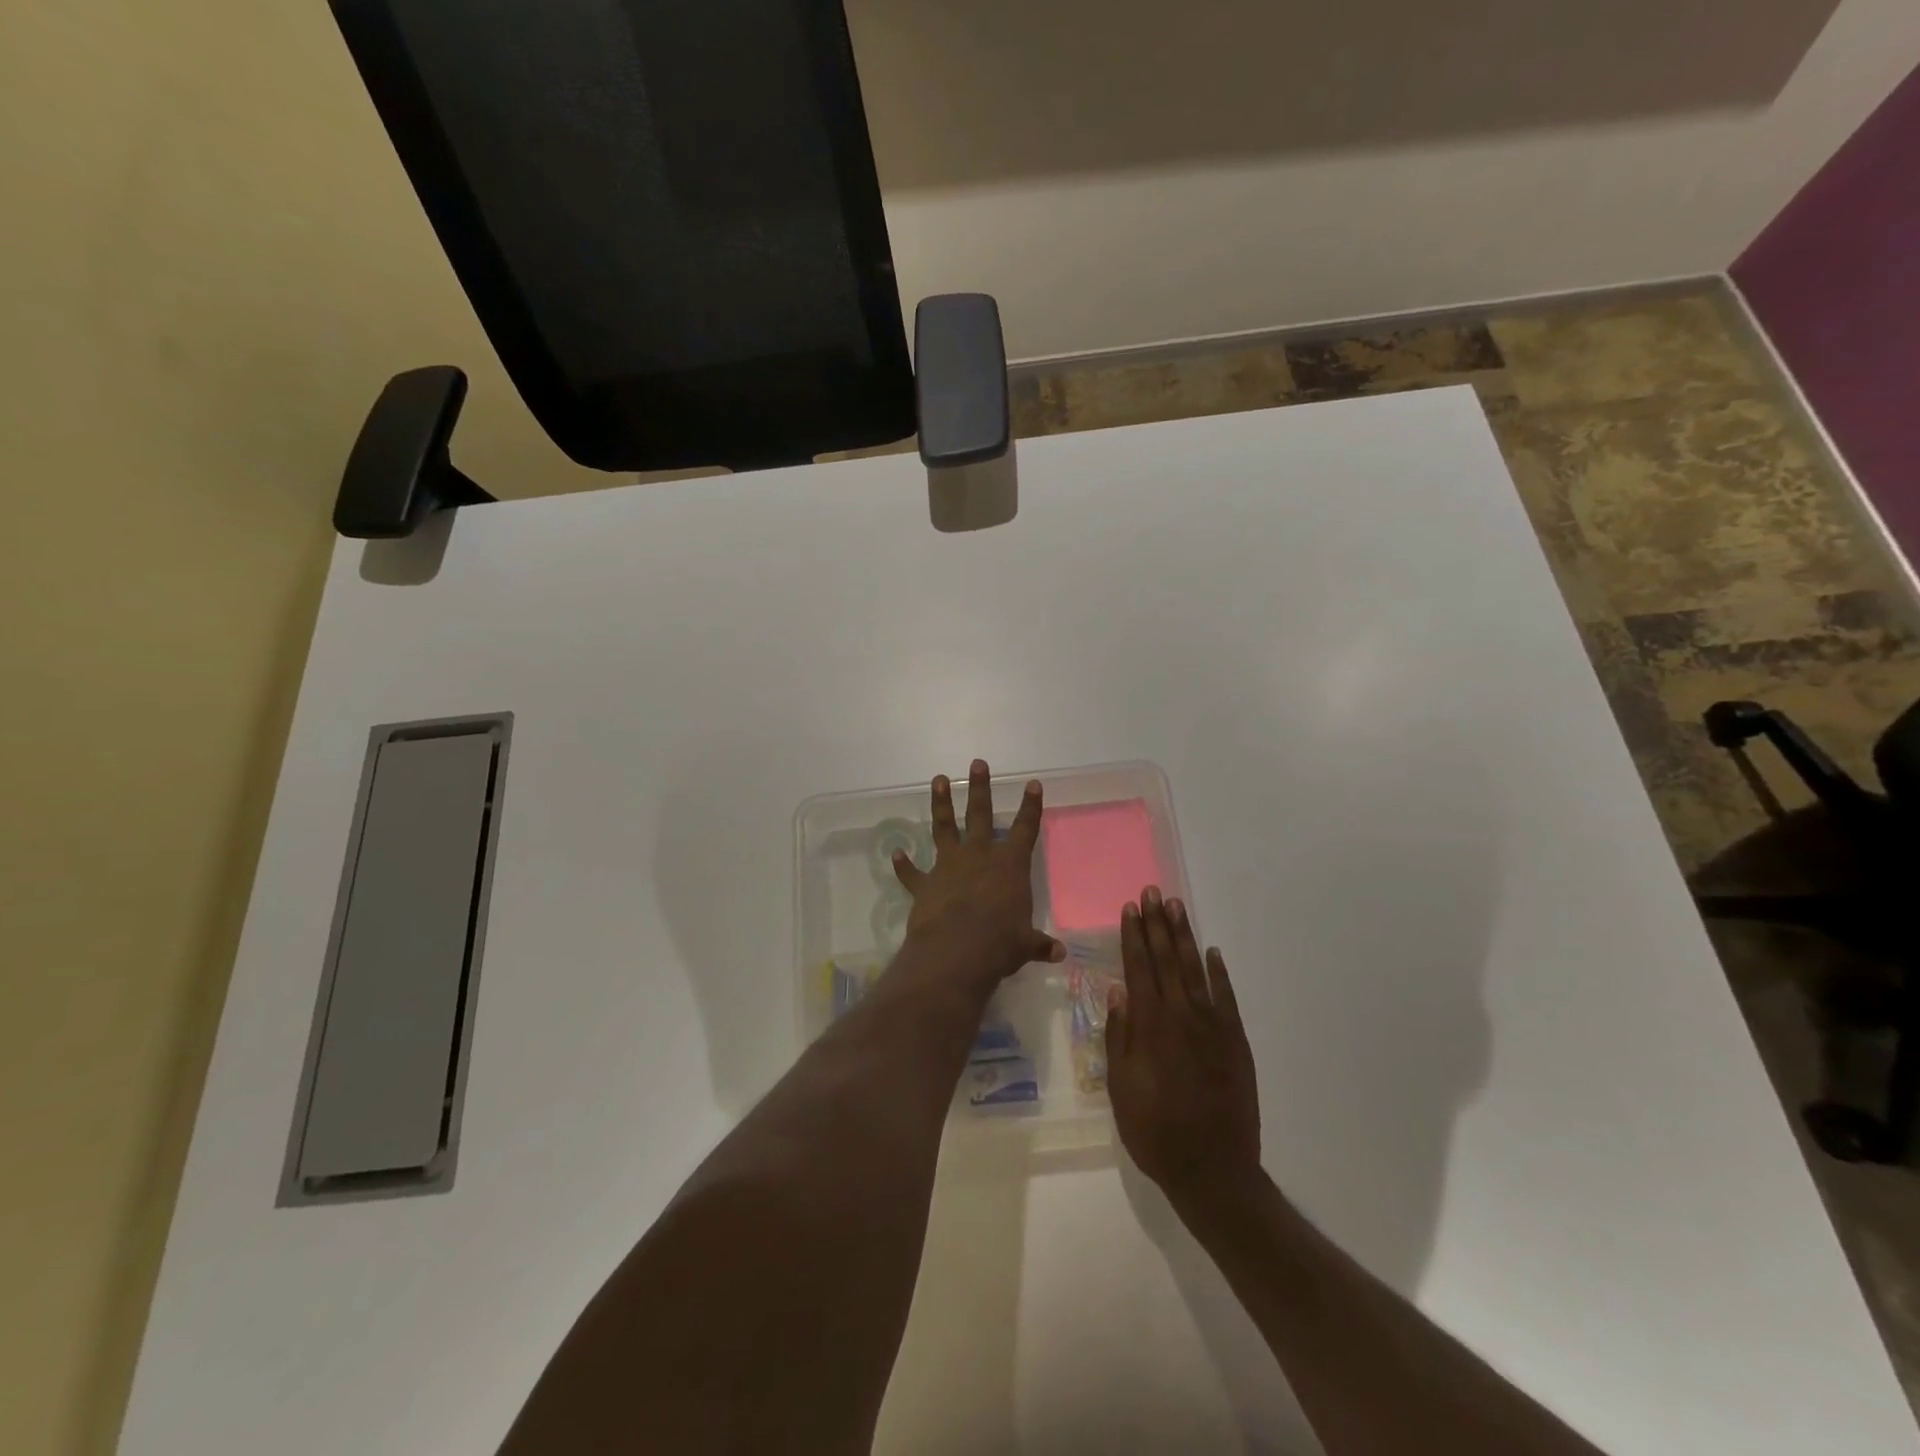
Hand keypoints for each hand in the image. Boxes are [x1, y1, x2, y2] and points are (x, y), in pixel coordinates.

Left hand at [892, 760, 1064, 987]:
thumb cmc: (999, 944)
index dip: (1030, 806)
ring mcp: (948, 866)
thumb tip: (1059, 954)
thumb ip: (1039, 944)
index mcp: (1009, 865)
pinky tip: (895, 853)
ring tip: (938, 780)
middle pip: (980, 814)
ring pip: (944, 827)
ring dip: (941, 804)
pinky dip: (903, 865)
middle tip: (977, 763)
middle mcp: (979, 856)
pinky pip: (912, 873)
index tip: (1032, 784)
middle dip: (980, 788)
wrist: (954, 952)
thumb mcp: (1025, 944)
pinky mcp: (925, 884)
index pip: (1025, 829)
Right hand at [1107, 888, 1261, 1207]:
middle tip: (1153, 892)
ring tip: (1177, 907)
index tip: (1130, 908)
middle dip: (1158, 924)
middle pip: (1167, 959)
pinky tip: (1212, 953)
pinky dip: (1218, 972)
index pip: (1139, 968)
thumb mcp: (1121, 1088)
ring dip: (1184, 937)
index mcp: (1150, 1025)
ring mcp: (1213, 1026)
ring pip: (1195, 970)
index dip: (1133, 936)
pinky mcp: (1236, 1041)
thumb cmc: (1155, 1131)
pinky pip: (1226, 997)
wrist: (1213, 1170)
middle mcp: (1182, 1015)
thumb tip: (1118, 991)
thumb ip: (1119, 1037)